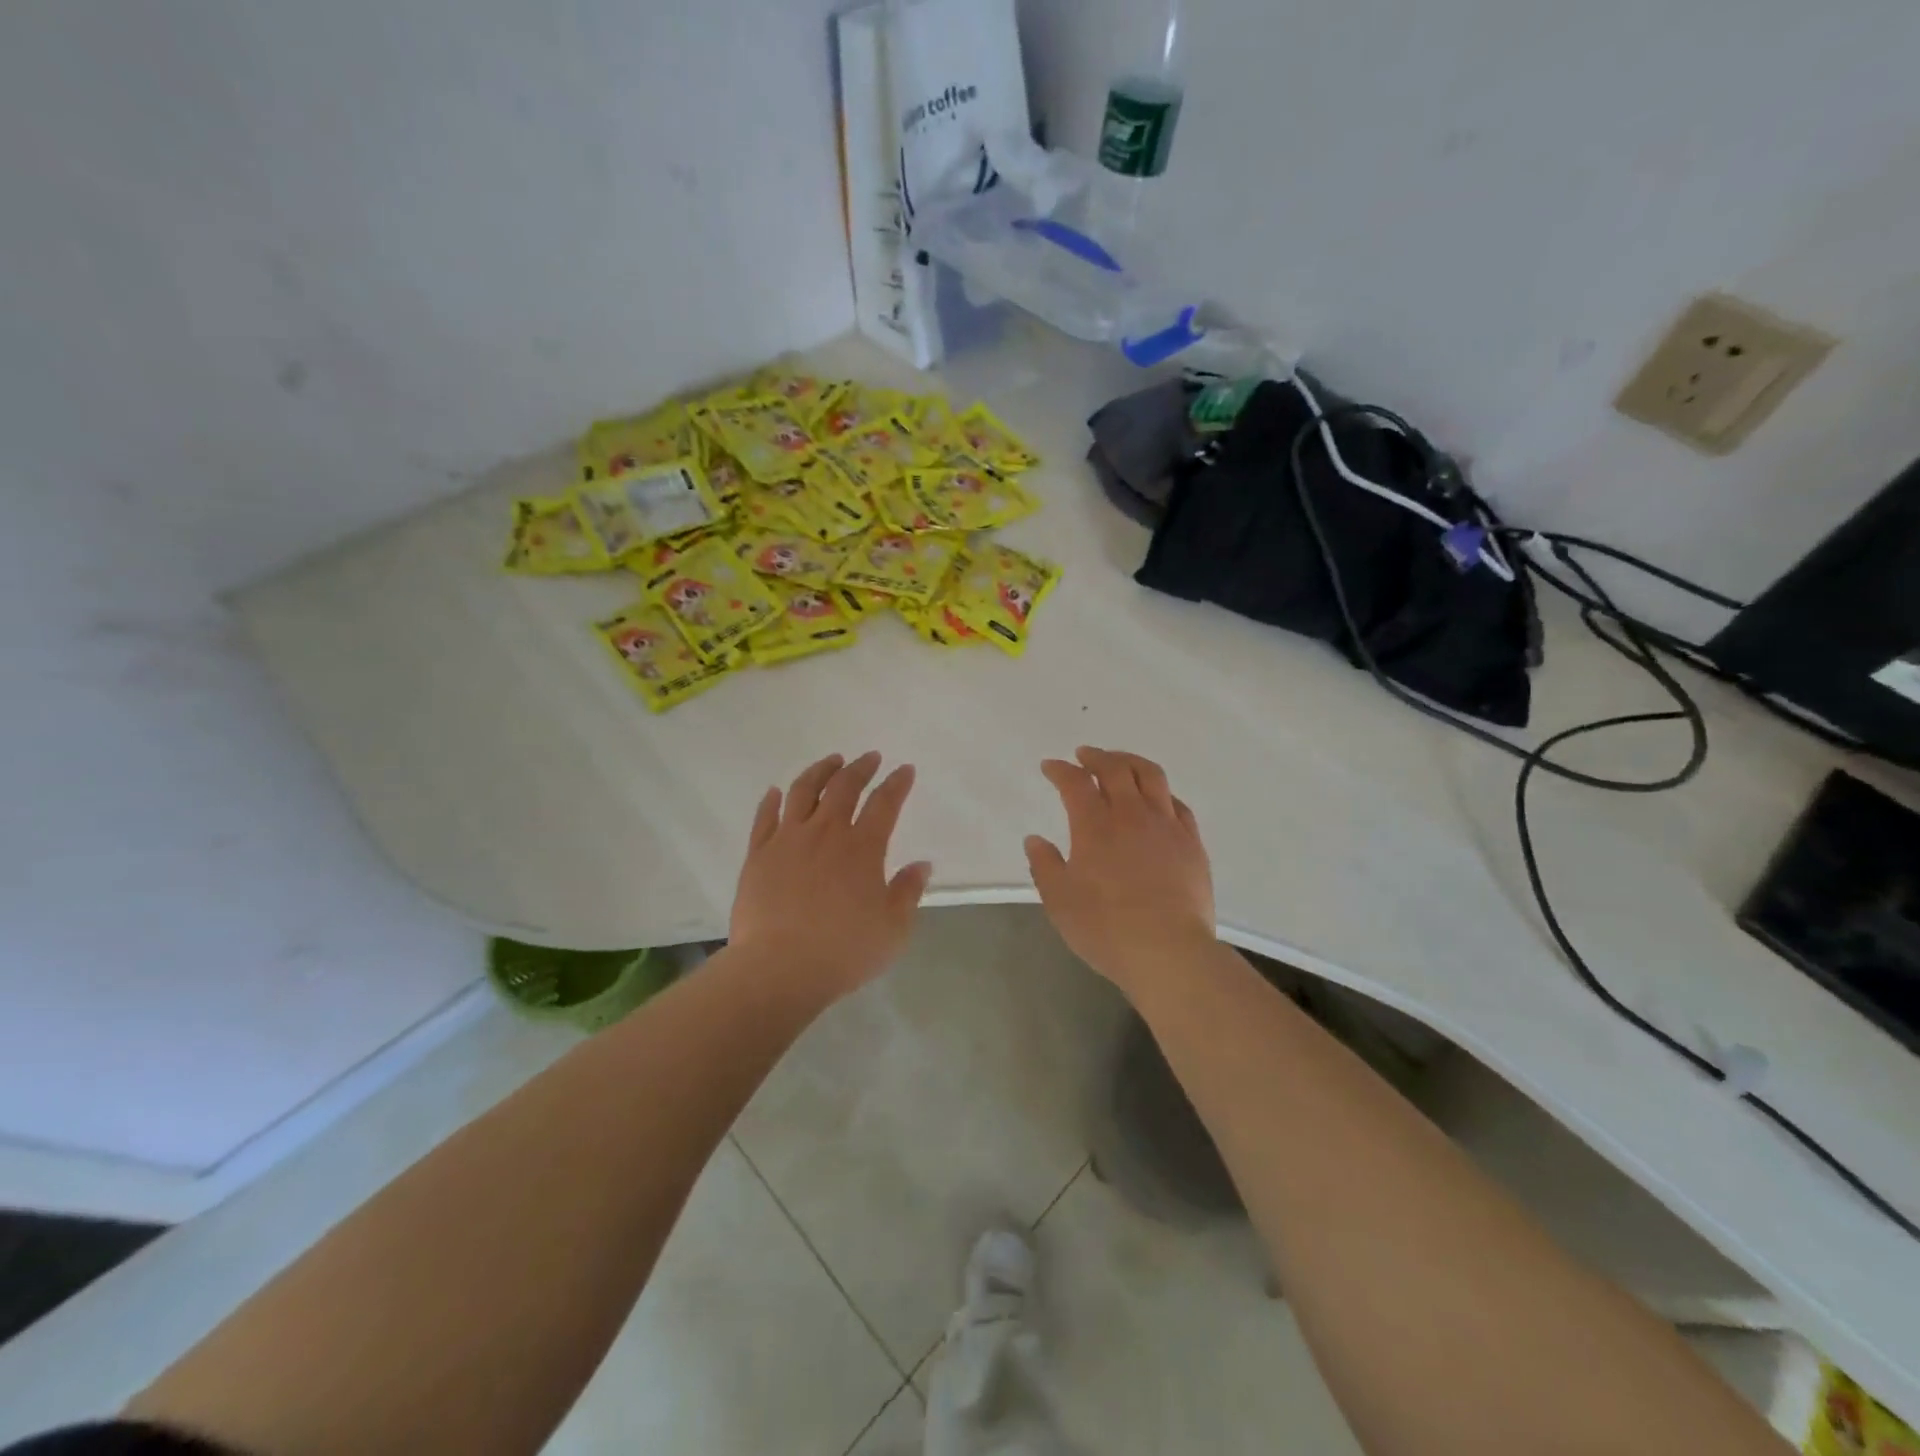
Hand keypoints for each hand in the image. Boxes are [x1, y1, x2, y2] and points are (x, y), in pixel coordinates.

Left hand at [730, 752, 932, 1001]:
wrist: (779, 968)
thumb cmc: (843, 951)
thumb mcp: (893, 929)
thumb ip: (908, 892)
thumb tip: (922, 865)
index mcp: (862, 847)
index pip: (884, 803)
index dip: (897, 783)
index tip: (904, 769)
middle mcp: (826, 832)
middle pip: (844, 787)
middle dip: (860, 768)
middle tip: (869, 758)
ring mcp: (787, 840)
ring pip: (802, 791)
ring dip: (819, 771)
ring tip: (831, 761)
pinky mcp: (758, 855)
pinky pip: (765, 817)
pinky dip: (772, 800)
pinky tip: (776, 792)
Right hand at [1025, 747, 1215, 999]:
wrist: (1168, 952)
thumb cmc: (1105, 928)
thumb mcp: (1059, 901)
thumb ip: (1044, 865)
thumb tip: (1035, 840)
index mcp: (1094, 826)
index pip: (1075, 782)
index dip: (1060, 770)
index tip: (1050, 766)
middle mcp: (1131, 815)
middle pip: (1115, 768)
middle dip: (1096, 756)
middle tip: (1084, 755)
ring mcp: (1166, 826)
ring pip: (1151, 776)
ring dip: (1130, 761)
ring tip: (1120, 762)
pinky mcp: (1192, 843)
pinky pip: (1177, 804)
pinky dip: (1161, 792)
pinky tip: (1157, 799)